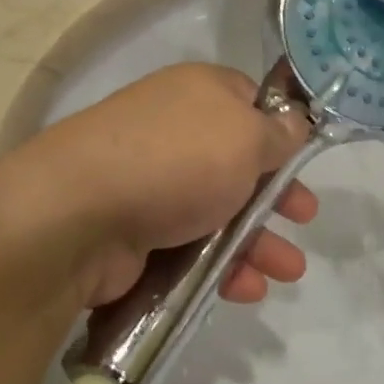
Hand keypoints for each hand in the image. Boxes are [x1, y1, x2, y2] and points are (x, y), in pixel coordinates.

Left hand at [0, 63, 317, 307]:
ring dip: (257, 241)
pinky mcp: (136, 231)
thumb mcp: (246, 135)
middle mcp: (175, 132)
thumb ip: (279, 133)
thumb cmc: (178, 160)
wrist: (79, 214)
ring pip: (218, 211)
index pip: (249, 102)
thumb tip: (294, 122)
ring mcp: (153, 183)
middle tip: (304, 217)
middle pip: (238, 164)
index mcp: (200, 93)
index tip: (304, 160)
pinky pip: (191, 247)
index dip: (281, 131)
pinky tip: (248, 289)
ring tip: (289, 272)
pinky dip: (222, 267)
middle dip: (275, 196)